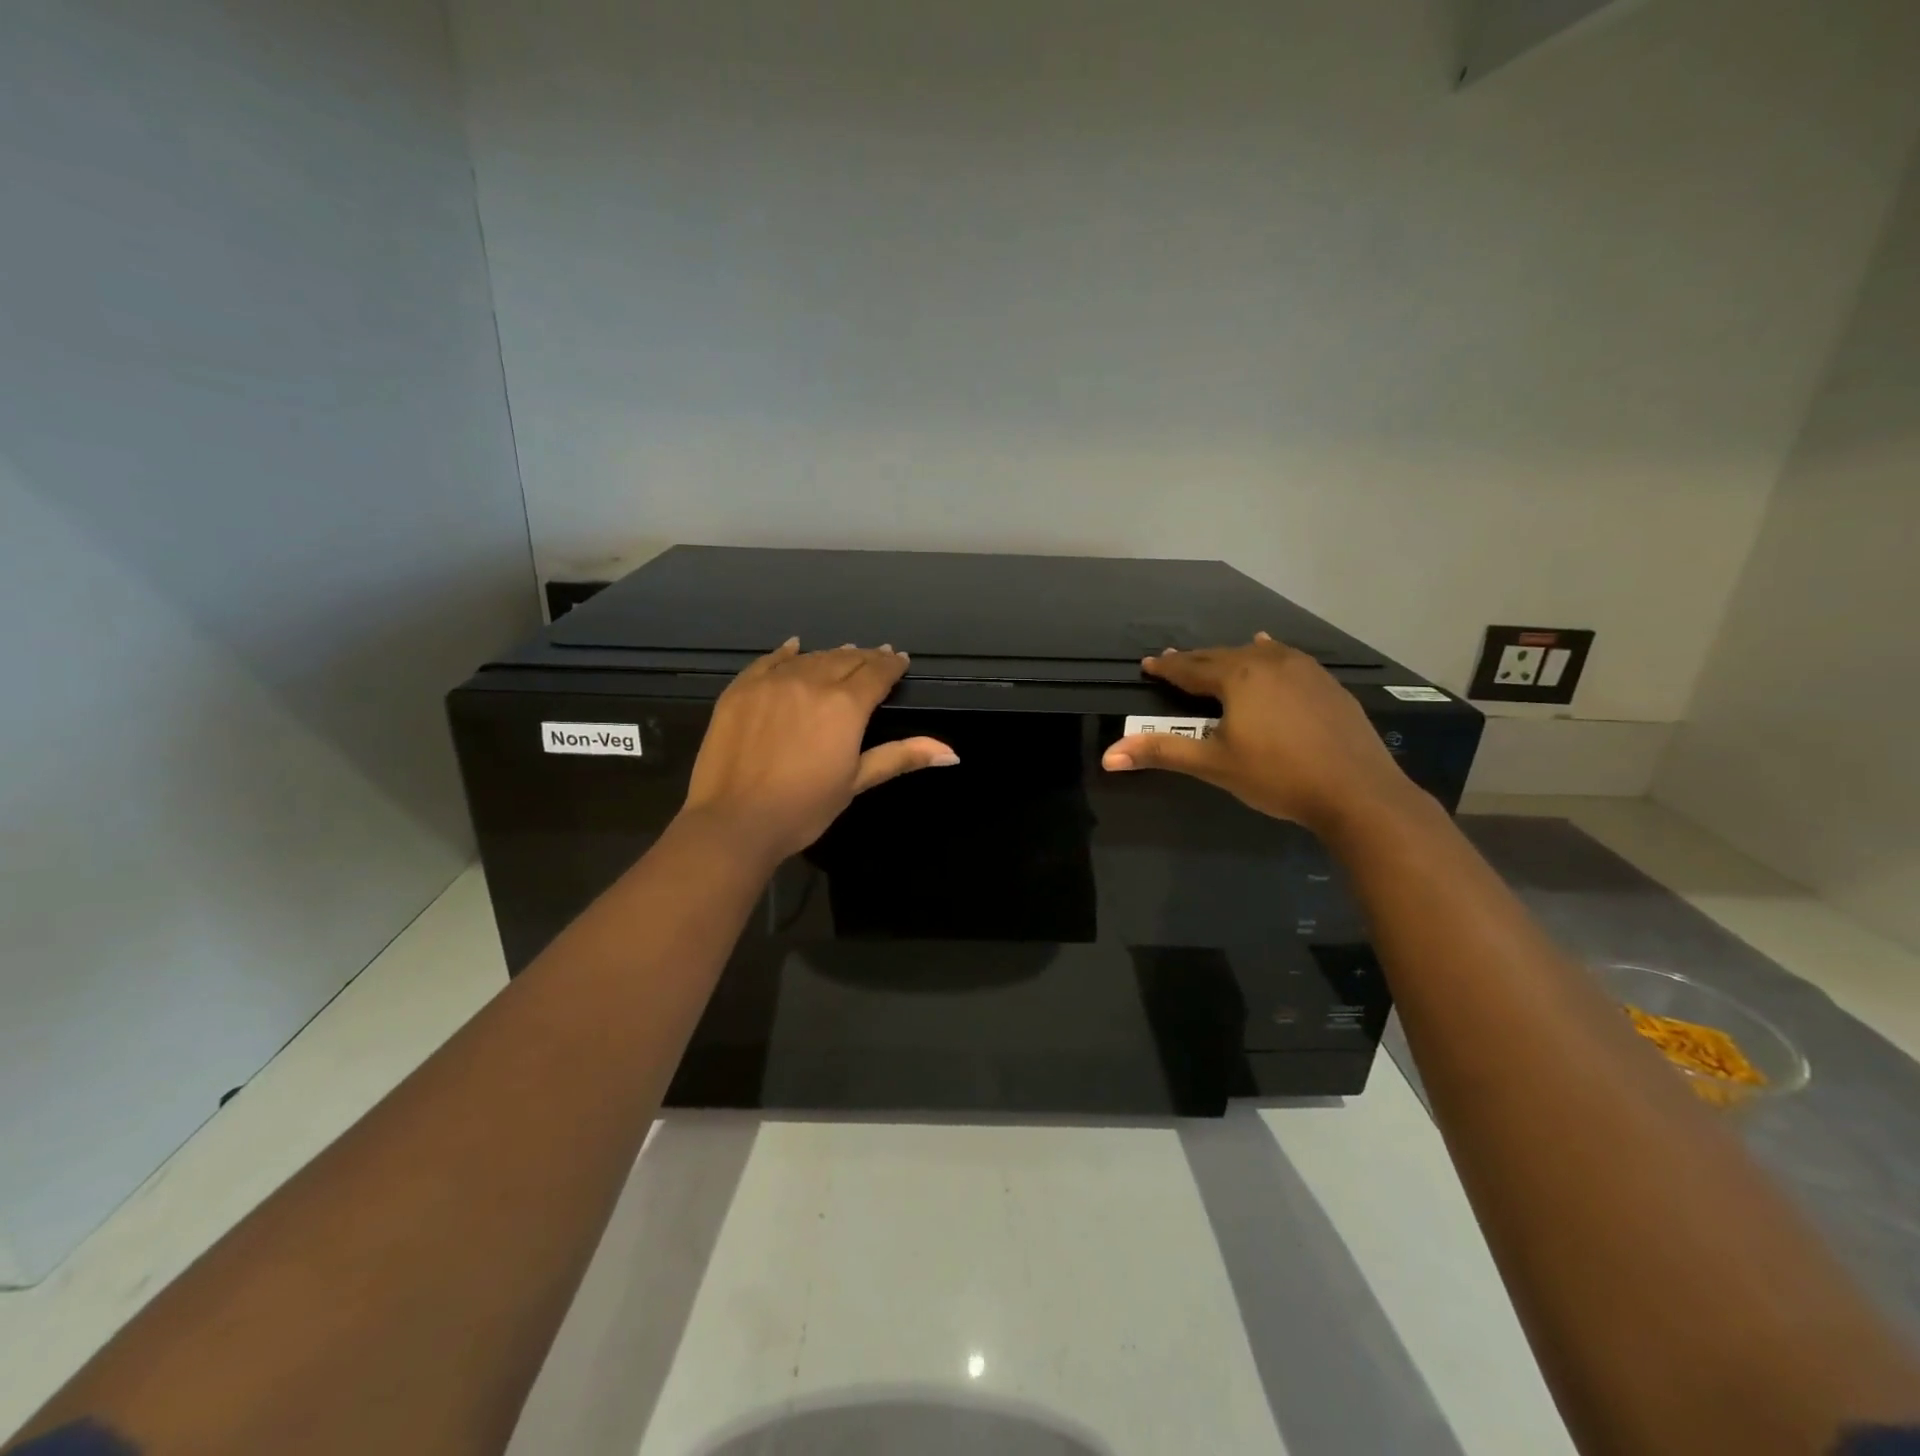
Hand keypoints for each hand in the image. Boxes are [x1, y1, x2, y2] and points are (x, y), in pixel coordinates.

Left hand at [681, 638, 956, 865]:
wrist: (735, 821)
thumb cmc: (804, 808)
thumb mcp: (856, 782)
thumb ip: (901, 757)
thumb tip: (952, 752)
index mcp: (845, 705)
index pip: (877, 673)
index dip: (892, 665)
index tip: (900, 660)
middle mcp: (811, 682)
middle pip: (845, 659)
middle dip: (865, 658)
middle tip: (876, 657)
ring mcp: (772, 682)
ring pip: (810, 658)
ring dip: (831, 655)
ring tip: (844, 654)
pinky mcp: (741, 689)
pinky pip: (769, 661)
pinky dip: (787, 653)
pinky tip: (795, 647)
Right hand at [1101, 632, 1417, 838]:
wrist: (1356, 790)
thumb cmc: (1277, 775)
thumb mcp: (1213, 765)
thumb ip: (1161, 753)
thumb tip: (1108, 756)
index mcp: (1237, 677)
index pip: (1191, 669)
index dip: (1167, 668)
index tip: (1148, 664)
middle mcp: (1269, 661)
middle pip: (1222, 656)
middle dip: (1196, 661)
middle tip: (1175, 662)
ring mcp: (1303, 669)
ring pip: (1256, 653)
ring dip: (1232, 656)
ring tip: (1217, 657)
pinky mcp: (1328, 683)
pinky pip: (1286, 658)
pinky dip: (1268, 655)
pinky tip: (1271, 651)